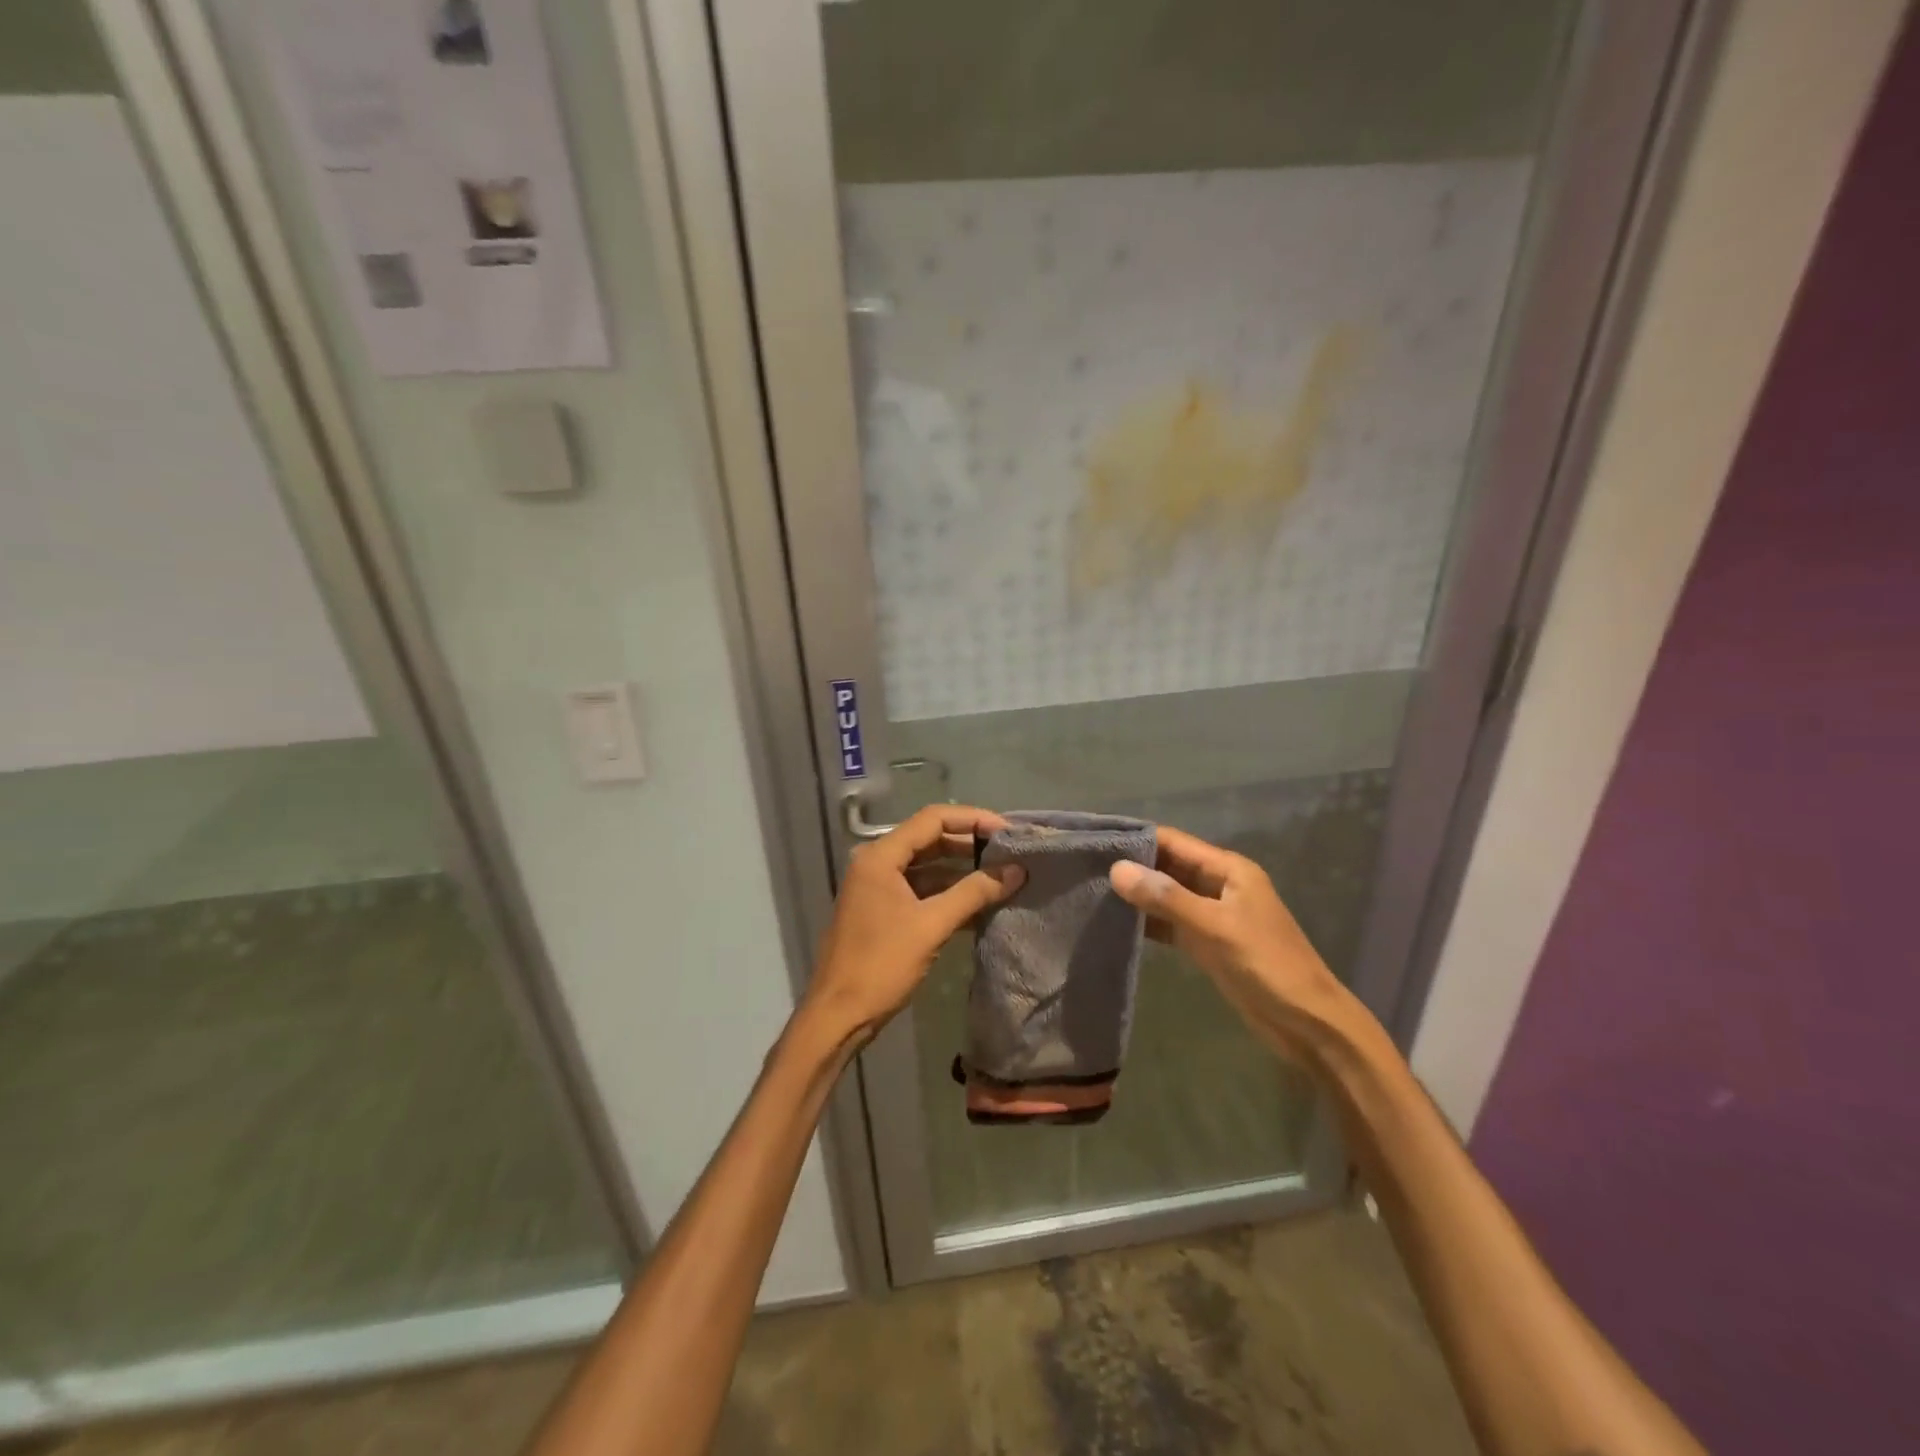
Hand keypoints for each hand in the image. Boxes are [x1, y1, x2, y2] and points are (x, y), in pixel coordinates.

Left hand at [800, 805, 1025, 1046]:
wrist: (838, 1015)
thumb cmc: (881, 965)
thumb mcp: (932, 925)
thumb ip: (974, 893)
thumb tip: (1016, 870)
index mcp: (880, 856)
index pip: (932, 819)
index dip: (973, 819)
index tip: (1007, 831)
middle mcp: (876, 863)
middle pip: (929, 839)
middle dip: (970, 844)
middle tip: (1009, 852)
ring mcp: (877, 887)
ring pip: (926, 866)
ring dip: (961, 870)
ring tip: (1001, 875)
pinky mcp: (882, 910)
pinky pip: (920, 890)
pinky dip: (947, 893)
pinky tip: (979, 903)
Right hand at [1109, 826, 1359, 1060]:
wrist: (1308, 1024)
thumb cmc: (1266, 965)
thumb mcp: (1215, 927)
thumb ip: (1166, 899)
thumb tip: (1117, 869)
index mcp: (1228, 869)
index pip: (1174, 842)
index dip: (1137, 838)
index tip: (1096, 840)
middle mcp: (1219, 885)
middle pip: (1168, 866)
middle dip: (1133, 866)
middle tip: (1084, 867)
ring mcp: (1214, 915)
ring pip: (1168, 896)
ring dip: (1138, 895)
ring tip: (1092, 892)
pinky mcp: (1208, 943)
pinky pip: (1171, 923)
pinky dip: (1148, 922)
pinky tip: (1118, 925)